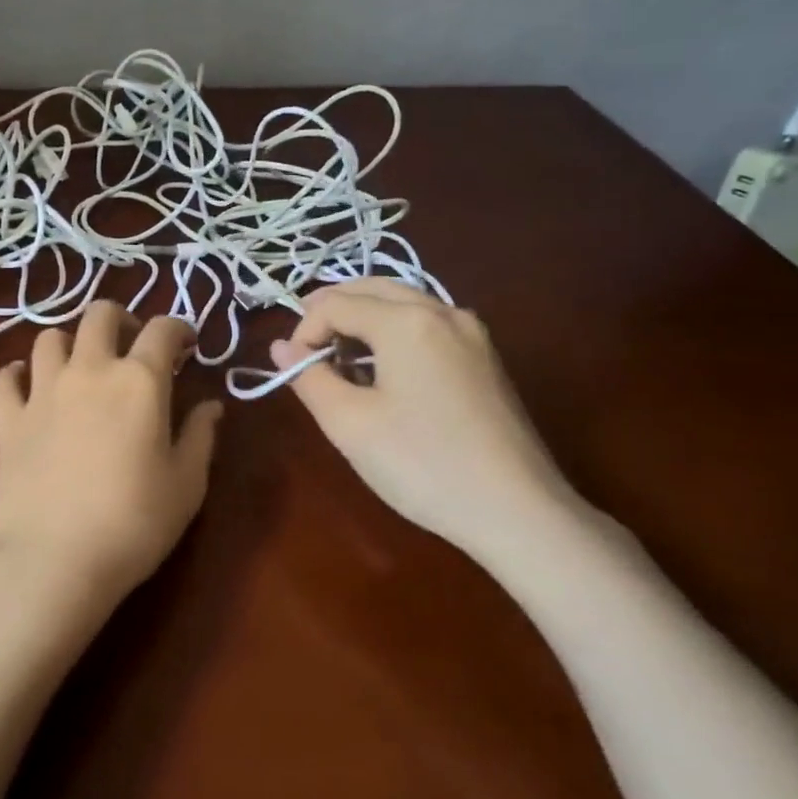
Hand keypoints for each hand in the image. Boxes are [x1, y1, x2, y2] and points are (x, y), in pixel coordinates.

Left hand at [0, 300, 223, 620]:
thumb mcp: (187, 484)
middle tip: (132, 344)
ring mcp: (42, 392)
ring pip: (48, 338)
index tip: (186, 345)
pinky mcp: (8, 419)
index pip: (163, 329)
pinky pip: (4, 378)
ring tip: (80, 366)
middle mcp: (89, 371)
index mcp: (139, 381)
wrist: (56, 559)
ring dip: (69, 343)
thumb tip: (211, 405)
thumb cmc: (135, 523)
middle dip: (121, 319)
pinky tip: (27, 386)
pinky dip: (17, 374)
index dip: (179, 328)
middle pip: (99, 315)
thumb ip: (201, 436)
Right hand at [269, 278, 582, 559]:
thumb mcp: (349, 423)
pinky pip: (427, 322)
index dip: (304, 331)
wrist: (516, 510)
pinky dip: (393, 329)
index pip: (336, 304)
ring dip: (363, 316)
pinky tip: (382, 367)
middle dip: (332, 309)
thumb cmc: (421, 463)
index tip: (292, 370)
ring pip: (403, 301)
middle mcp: (442, 311)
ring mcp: (471, 332)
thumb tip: (281, 348)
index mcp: (406, 321)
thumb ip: (309, 378)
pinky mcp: (485, 357)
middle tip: (305, 346)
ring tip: (338, 356)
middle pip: (372, 288)